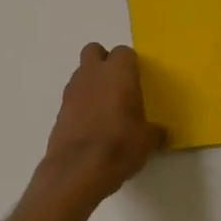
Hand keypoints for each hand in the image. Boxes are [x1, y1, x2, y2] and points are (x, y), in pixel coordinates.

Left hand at [37, 44, 165, 205]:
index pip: (124, 53)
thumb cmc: (119, 146)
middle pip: (94, 52)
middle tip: (118, 86)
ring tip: (105, 109)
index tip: (138, 82)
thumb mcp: (146, 141)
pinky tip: (91, 125)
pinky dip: (81, 104)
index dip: (131, 65)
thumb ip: (154, 132)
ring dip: (92, 83)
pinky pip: (73, 97)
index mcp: (118, 73)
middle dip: (104, 63)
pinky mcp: (60, 110)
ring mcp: (72, 91)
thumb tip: (161, 133)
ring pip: (81, 73)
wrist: (78, 169)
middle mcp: (92, 74)